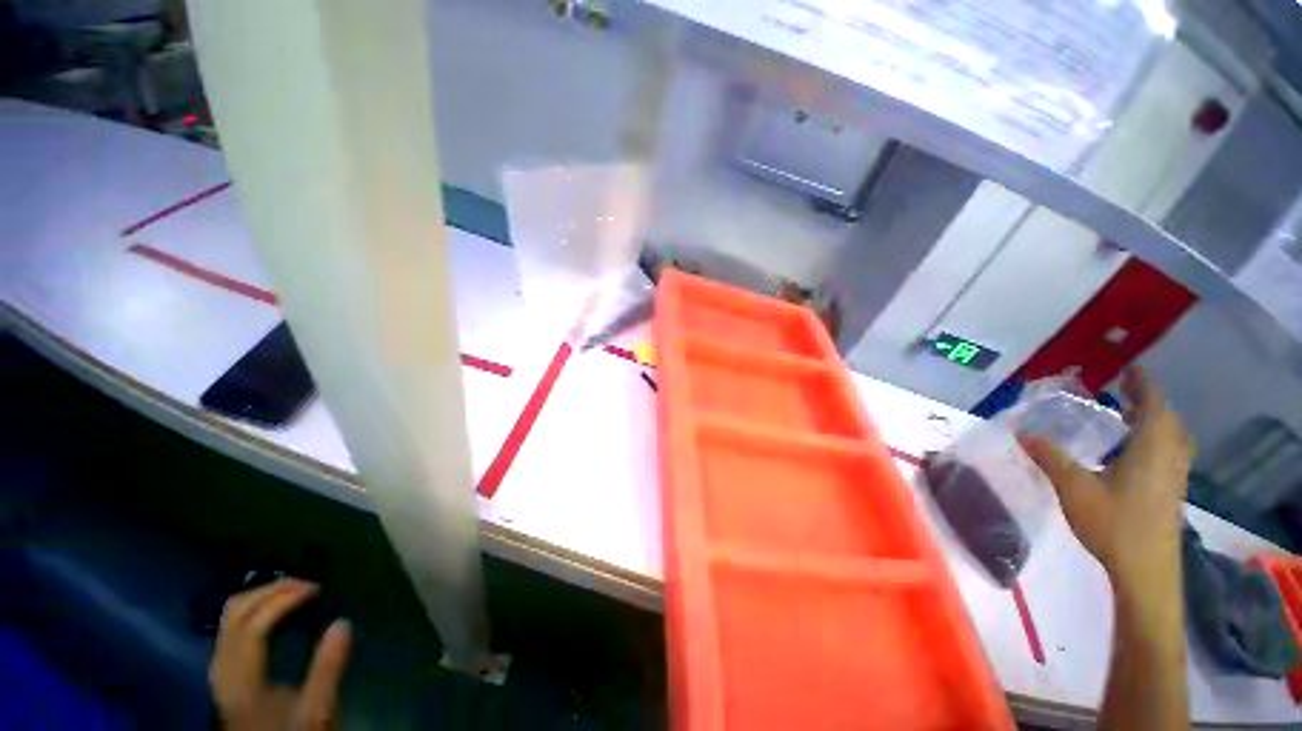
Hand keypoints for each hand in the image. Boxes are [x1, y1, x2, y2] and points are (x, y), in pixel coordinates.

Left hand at [210, 579, 351, 729]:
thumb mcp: (316, 709)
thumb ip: (327, 669)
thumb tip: (343, 622)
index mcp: (243, 682)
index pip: (252, 628)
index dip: (281, 601)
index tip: (315, 588)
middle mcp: (224, 670)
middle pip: (236, 615)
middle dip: (271, 592)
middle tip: (307, 586)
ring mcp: (221, 669)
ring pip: (230, 617)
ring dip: (261, 597)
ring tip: (294, 593)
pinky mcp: (226, 670)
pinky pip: (232, 626)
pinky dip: (255, 609)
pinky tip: (276, 612)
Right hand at [1019, 367, 1192, 594]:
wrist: (1146, 571)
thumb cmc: (1114, 524)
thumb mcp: (1075, 489)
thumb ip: (1051, 458)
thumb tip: (1022, 432)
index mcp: (1151, 448)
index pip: (1153, 405)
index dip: (1143, 384)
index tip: (1130, 369)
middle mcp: (1169, 456)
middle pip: (1167, 419)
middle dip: (1149, 400)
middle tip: (1124, 390)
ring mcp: (1174, 475)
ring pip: (1172, 437)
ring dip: (1155, 420)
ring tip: (1131, 415)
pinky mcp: (1172, 491)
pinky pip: (1169, 452)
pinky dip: (1157, 440)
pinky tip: (1136, 452)